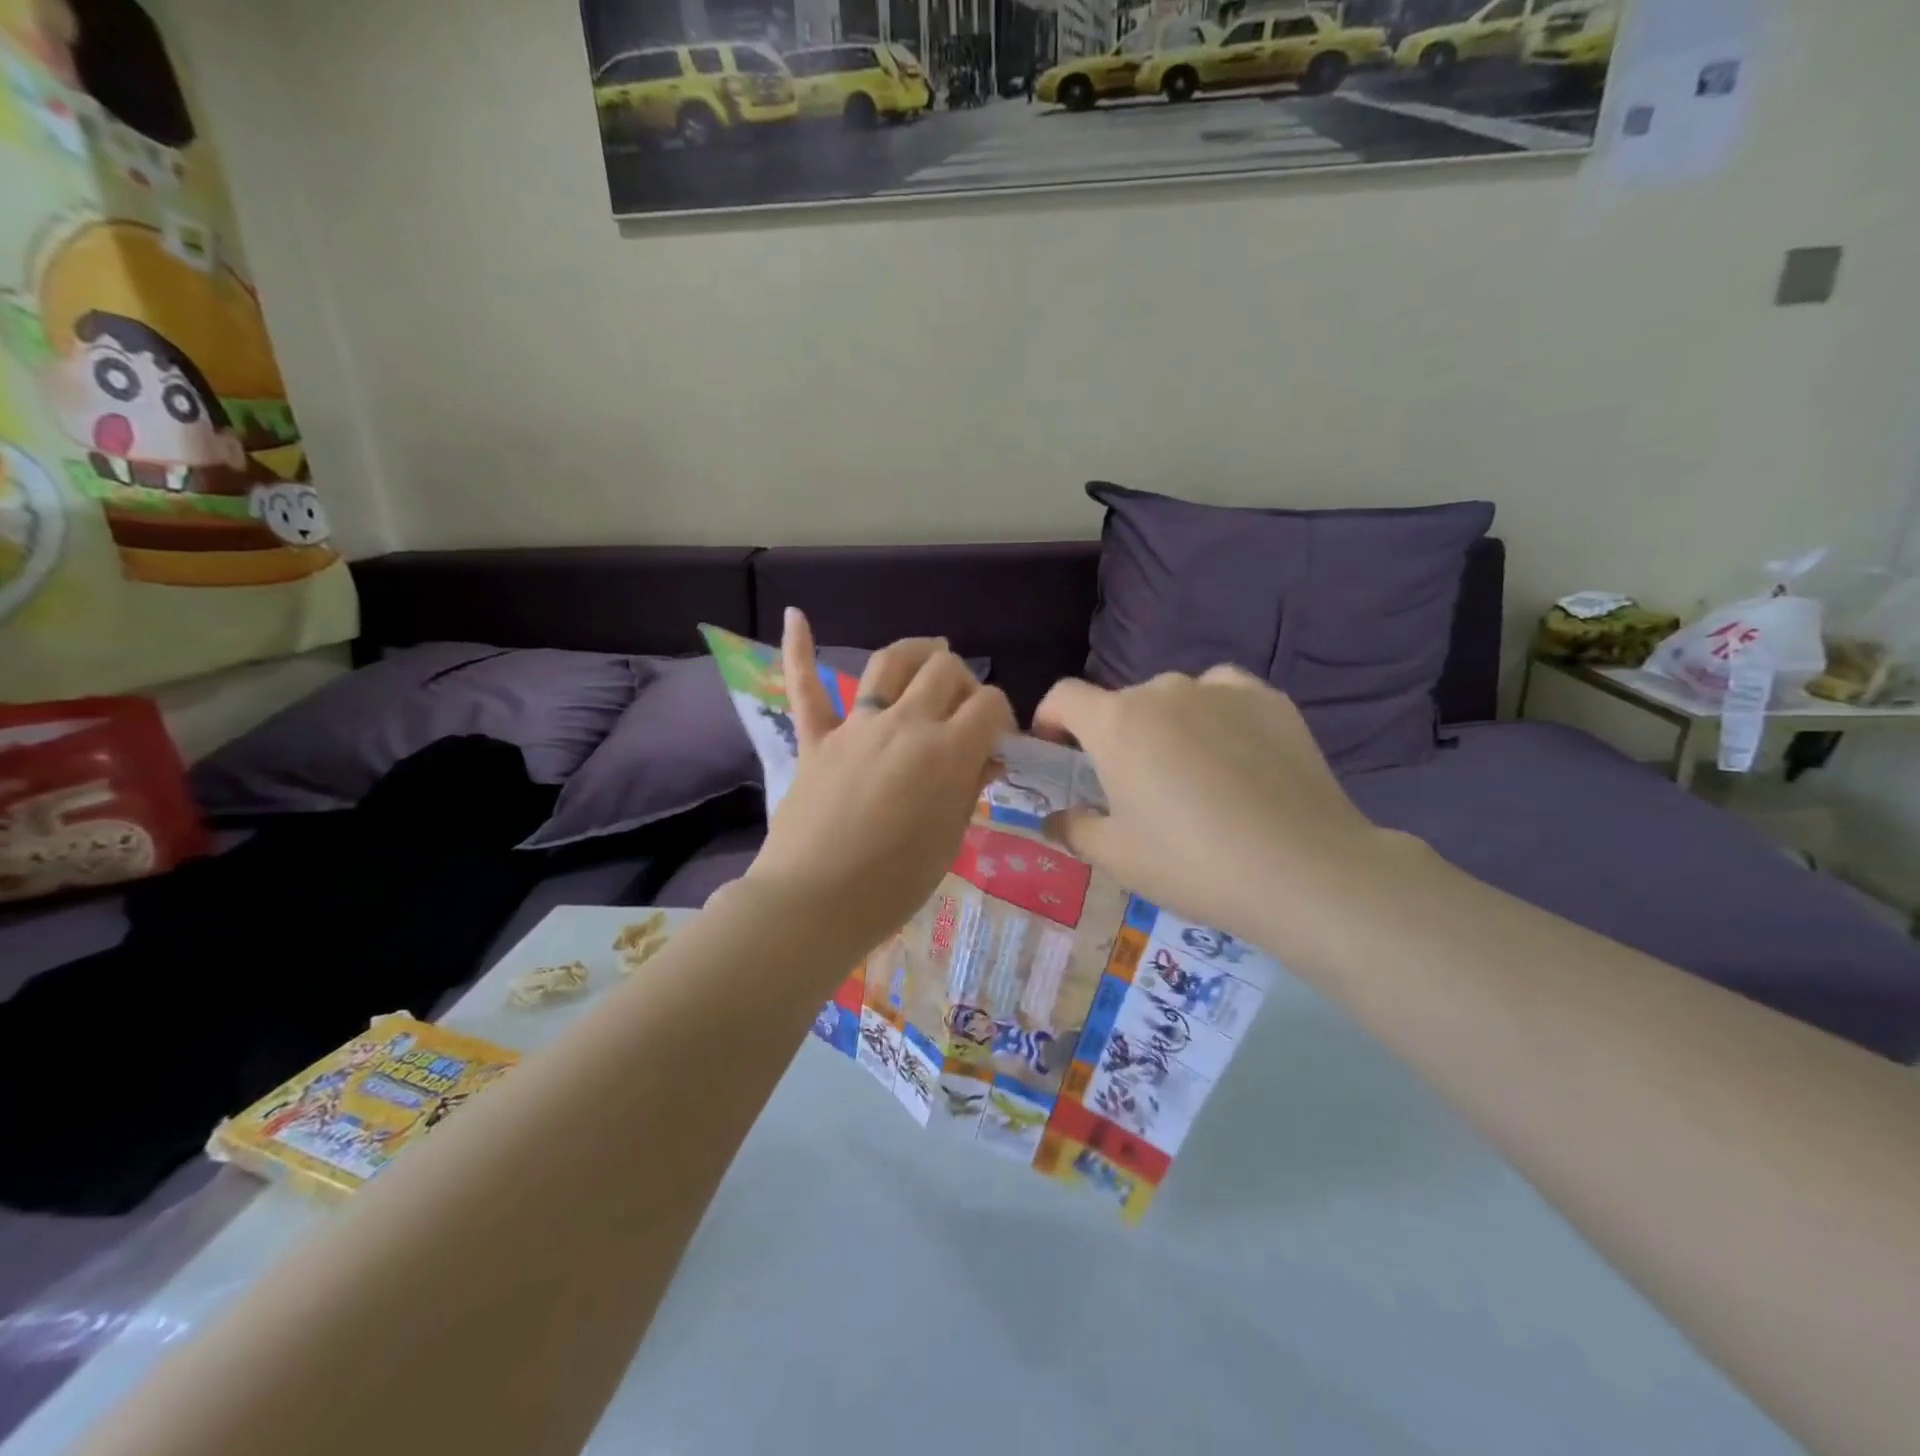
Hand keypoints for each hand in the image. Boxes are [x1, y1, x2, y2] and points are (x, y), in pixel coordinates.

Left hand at [740, 609, 1014, 961]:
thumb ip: (969, 788)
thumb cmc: (893, 885)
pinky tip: (795, 615)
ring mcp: (855, 727)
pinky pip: (805, 689)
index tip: (998, 740)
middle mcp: (904, 723)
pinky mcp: (815, 740)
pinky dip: (799, 651)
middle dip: (964, 683)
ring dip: (916, 651)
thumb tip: (986, 757)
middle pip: (944, 671)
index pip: (989, 703)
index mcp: (946, 752)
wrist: (814, 904)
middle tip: (964, 711)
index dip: (1001, 715)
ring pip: (890, 664)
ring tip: (930, 651)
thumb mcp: (949, 839)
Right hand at [1033, 669, 1407, 955]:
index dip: (1050, 719)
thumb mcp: (1117, 857)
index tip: (1057, 751)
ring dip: (1166, 726)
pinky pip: (1225, 697)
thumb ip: (1075, 829)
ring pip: (1175, 699)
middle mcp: (1164, 690)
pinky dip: (1216, 717)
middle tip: (1134, 787)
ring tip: (1191, 774)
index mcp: (1117, 722)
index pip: (1064, 696)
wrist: (1303, 870)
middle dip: (1115, 737)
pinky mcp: (1270, 699)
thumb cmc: (1192, 863)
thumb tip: (1056, 818)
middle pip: (1122, 703)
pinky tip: (1235, 758)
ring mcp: (1221, 689)